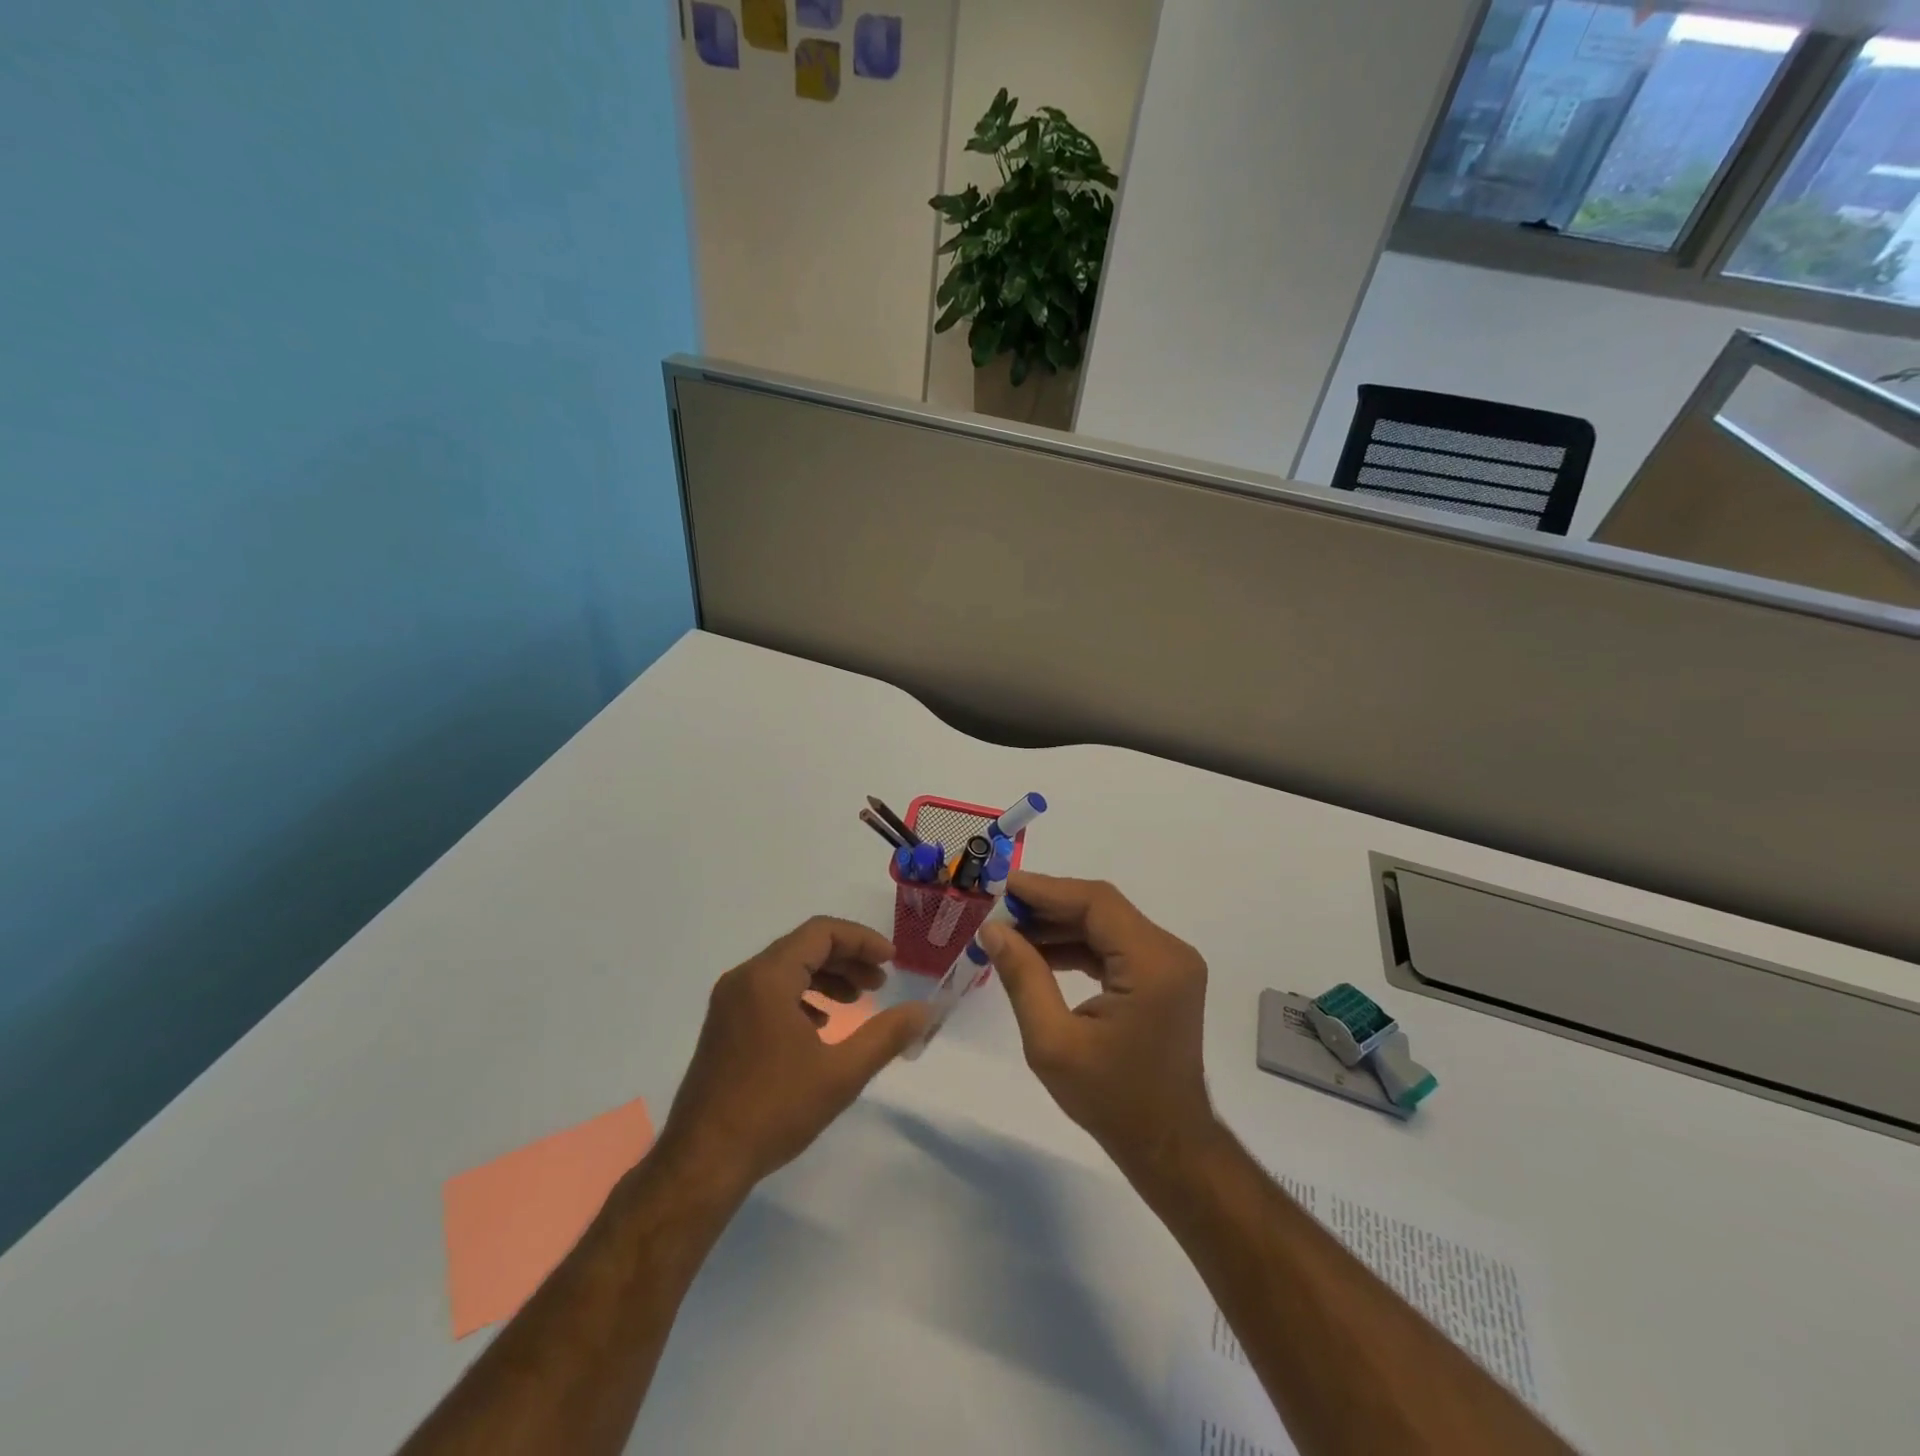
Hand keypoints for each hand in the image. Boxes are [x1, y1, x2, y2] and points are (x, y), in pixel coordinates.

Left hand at [657, 917, 928, 1198]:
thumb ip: (887, 1035)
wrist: (703, 1163)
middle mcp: (744, 978)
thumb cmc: (774, 1110)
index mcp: (768, 978)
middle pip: (804, 946)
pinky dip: (802, 995)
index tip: (891, 961)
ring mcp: (729, 1002)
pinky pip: (769, 990)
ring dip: (826, 976)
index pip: (821, 932)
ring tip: (857, 1001)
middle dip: (847, 959)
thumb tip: (925, 1010)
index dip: (862, 940)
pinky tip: (820, 1025)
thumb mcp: (841, 1073)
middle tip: (880, 983)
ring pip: (786, 968)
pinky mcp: (724, 1025)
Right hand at [980, 873, 1215, 1181]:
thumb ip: (1023, 978)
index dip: (1046, 889)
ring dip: (1059, 925)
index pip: (1095, 902)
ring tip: (1010, 931)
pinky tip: (1039, 952)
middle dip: (1047, 906)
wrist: (1168, 1146)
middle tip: (998, 910)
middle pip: (1101, 908)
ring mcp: (1170, 963)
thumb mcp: (1053, 1043)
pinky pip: (1114, 946)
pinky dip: (1077, 945)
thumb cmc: (1112, 1100)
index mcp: (1152, 964)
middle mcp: (1169, 952)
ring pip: (1106, 924)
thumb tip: (992, 929)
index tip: (1001, 886)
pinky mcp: (1163, 977)